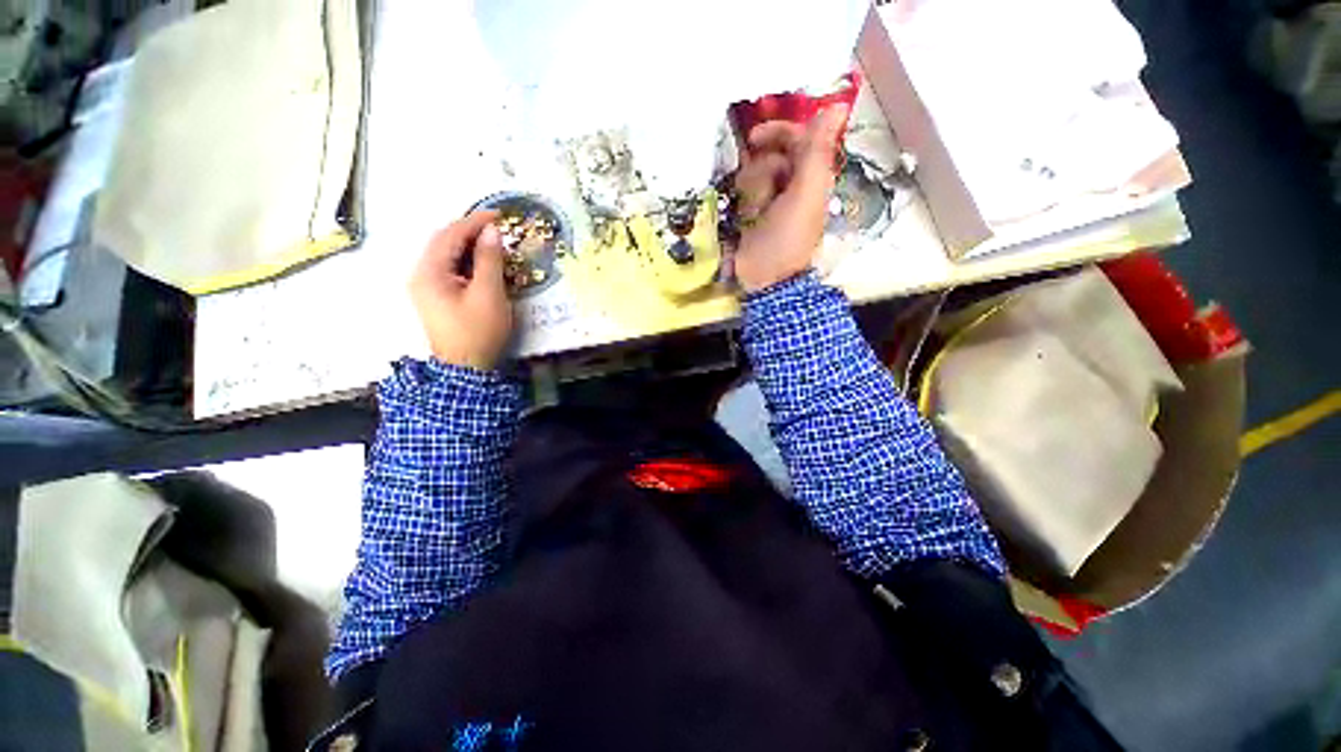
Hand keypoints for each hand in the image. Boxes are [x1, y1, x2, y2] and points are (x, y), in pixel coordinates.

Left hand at [409, 211, 511, 369]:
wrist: (466, 369)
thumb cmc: (478, 331)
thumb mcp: (489, 294)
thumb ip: (489, 260)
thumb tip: (492, 232)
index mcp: (429, 272)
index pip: (449, 236)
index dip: (474, 222)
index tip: (498, 215)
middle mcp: (421, 275)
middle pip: (443, 243)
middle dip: (470, 231)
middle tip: (496, 227)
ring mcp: (426, 288)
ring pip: (446, 256)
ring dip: (468, 246)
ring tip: (493, 242)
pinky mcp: (436, 298)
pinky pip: (449, 269)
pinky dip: (466, 261)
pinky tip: (482, 263)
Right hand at [732, 105, 848, 292]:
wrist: (764, 277)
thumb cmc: (786, 238)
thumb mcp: (805, 194)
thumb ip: (817, 151)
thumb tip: (839, 104)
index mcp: (812, 176)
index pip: (797, 137)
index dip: (777, 133)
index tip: (753, 138)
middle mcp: (793, 183)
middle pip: (770, 156)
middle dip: (760, 172)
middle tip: (758, 194)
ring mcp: (772, 200)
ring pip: (754, 175)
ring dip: (750, 191)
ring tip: (752, 214)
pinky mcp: (754, 214)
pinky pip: (744, 194)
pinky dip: (743, 203)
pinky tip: (743, 219)